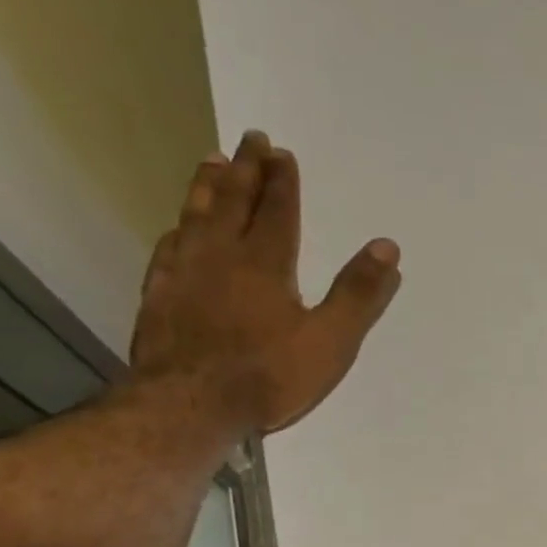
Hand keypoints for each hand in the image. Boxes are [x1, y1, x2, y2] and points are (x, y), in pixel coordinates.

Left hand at [130, 130, 400, 433]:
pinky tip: (177, 227)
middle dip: (245, 170)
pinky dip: (178, 229)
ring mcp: (184, 274)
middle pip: (233, 202)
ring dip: (207, 187)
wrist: (190, 406)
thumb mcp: (331, 340)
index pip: (277, 212)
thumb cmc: (269, 375)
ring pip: (196, 217)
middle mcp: (221, 257)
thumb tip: (387, 247)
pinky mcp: (159, 296)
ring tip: (212, 162)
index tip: (282, 152)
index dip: (282, 182)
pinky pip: (169, 249)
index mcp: (266, 264)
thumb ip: (358, 294)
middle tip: (250, 140)